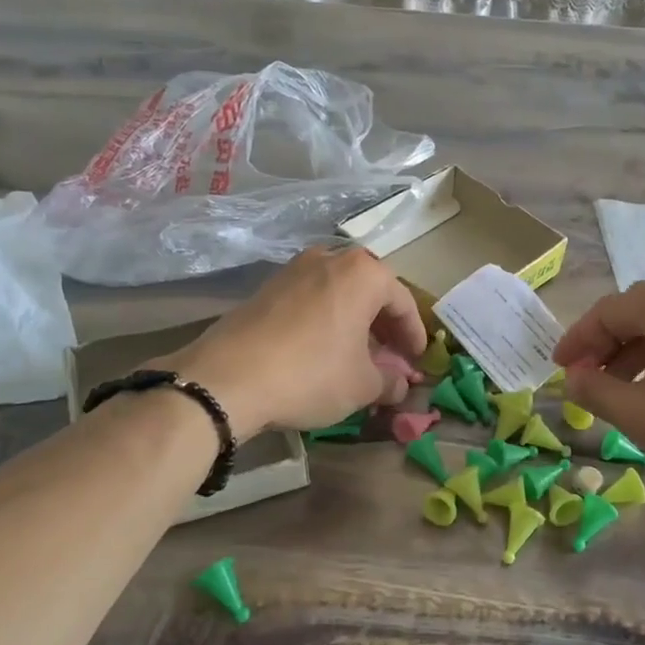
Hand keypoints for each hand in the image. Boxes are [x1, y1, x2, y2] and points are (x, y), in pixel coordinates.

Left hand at [160, 246, 427, 436]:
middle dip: (384, 325)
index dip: (414, 335)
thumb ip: (390, 381)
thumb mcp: (362, 385)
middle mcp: (330, 259)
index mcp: (364, 273)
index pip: (403, 302)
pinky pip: (311, 300)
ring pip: (339, 293)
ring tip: (357, 354)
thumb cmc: (311, 374)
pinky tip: (322, 350)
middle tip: (391, 356)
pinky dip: (326, 320)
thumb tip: (399, 384)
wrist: (227, 378)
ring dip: (354, 321)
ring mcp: (294, 269)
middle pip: (371, 291)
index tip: (418, 359)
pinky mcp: (266, 288)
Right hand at [554, 281, 644, 507]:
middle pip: (638, 313)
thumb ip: (594, 389)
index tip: (560, 367)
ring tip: (617, 391)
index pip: (610, 311)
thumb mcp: (638, 414)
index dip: (578, 339)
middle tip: (585, 377)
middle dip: (605, 344)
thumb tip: (573, 377)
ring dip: (633, 353)